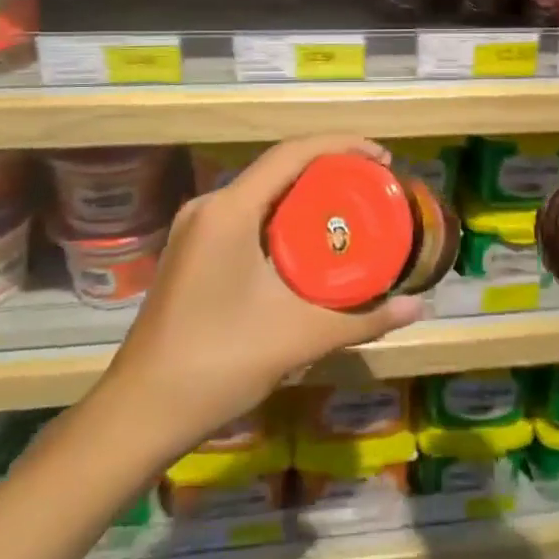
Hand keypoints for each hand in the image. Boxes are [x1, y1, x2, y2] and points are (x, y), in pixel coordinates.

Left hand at [99, 135, 425, 458]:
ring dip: (306, 194)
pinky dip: (283, 217)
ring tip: (350, 210)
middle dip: (329, 169)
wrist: (140, 413)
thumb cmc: (219, 362)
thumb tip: (418, 307)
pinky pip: (246, 215)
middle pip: (278, 168)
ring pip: (261, 192)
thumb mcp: (298, 336)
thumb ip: (362, 318)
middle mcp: (209, 206)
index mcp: (229, 209)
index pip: (292, 153)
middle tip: (374, 187)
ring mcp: (195, 229)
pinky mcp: (192, 252)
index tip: (383, 158)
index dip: (342, 145)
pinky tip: (308, 242)